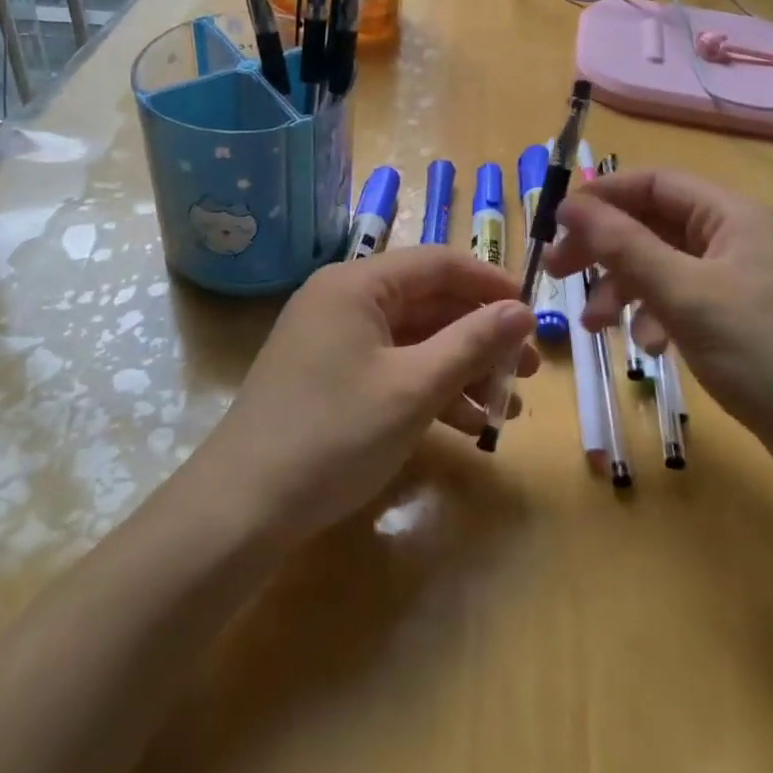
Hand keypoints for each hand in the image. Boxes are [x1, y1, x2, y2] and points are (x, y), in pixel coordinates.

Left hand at [195, 249, 537, 543]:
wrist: (240, 509)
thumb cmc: (334, 434)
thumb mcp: (414, 388)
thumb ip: (472, 342)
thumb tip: (522, 309)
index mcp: (358, 283)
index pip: (439, 263)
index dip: (490, 283)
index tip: (532, 312)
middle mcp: (344, 300)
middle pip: (428, 303)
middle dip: (481, 336)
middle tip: (528, 370)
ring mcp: (334, 340)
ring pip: (414, 340)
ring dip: (462, 369)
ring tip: (507, 408)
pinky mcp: (330, 377)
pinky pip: (392, 368)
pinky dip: (430, 390)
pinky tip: (468, 426)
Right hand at [545, 169, 772, 501]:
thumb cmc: (765, 354)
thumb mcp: (685, 295)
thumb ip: (623, 246)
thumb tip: (569, 204)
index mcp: (732, 215)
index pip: (654, 183)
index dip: (602, 197)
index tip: (554, 225)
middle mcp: (738, 237)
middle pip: (654, 225)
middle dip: (605, 248)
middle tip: (558, 275)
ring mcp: (743, 280)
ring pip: (665, 266)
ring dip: (625, 288)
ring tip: (597, 326)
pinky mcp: (744, 320)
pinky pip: (685, 300)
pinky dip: (657, 316)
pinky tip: (650, 348)